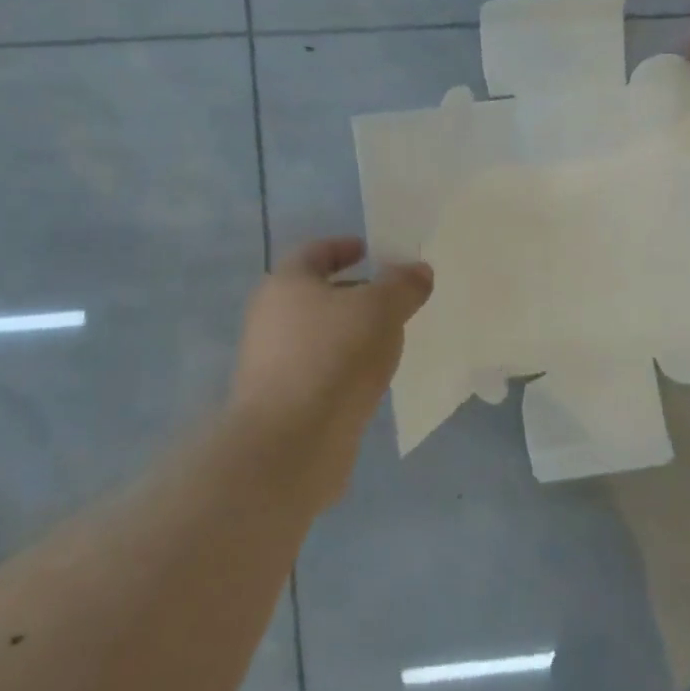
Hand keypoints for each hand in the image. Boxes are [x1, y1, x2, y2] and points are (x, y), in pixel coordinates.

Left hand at [231, 237, 433, 503]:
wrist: (290, 443)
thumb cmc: (334, 356)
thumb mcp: (382, 308)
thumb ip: (403, 284)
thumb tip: (418, 270)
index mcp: (286, 284)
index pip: (315, 252)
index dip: (345, 247)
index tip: (373, 252)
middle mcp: (271, 318)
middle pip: (317, 294)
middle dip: (355, 293)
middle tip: (394, 297)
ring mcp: (273, 362)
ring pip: (320, 334)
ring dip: (352, 332)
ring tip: (391, 338)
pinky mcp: (283, 400)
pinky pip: (320, 369)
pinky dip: (345, 366)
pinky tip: (372, 377)